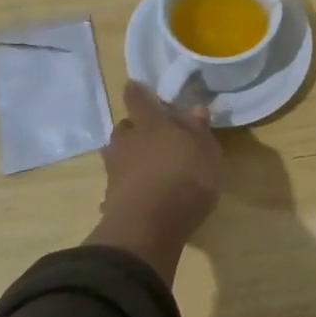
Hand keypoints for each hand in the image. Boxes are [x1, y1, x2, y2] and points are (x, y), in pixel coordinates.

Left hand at [86, 81, 223, 283]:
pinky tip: (137, 196)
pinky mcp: (109, 199)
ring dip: (128, 158)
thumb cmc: (185, 180)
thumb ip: (199, 131)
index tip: (137, 88)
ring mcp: (115, 171)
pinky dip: (126, 187)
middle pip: (125, 128)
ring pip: (117, 155)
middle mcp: (127, 141)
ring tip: (144, 167)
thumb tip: (194, 108)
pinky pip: (117, 185)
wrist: (147, 228)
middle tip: (152, 137)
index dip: (137, 93)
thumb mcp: (206, 154)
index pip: (137, 98)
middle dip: (135, 129)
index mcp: (150, 123)